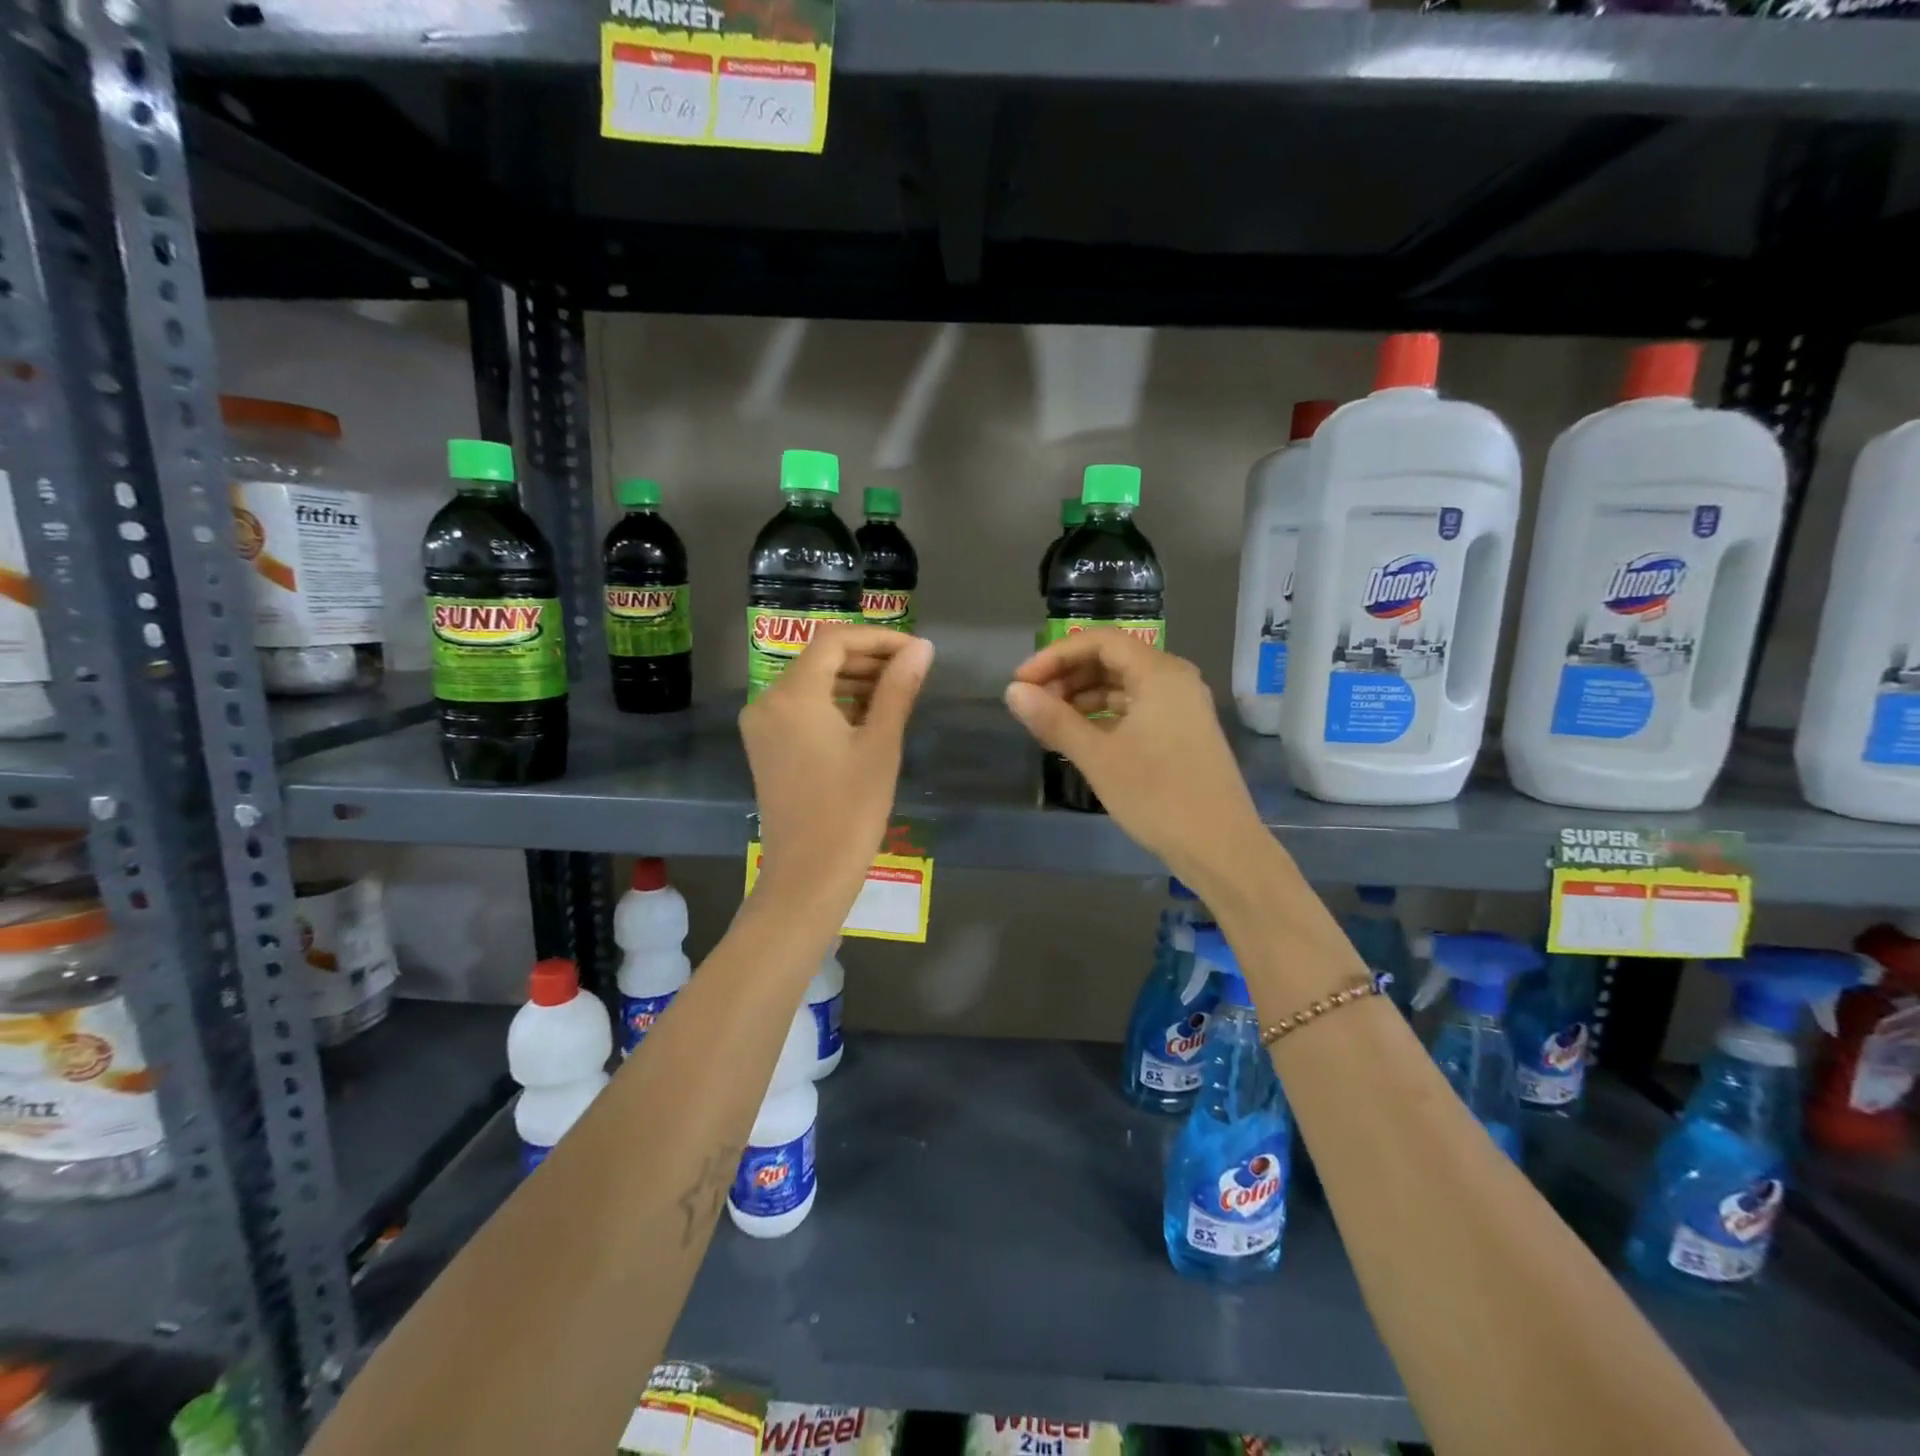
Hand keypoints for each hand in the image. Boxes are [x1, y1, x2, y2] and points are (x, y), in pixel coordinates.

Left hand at [740, 626, 932, 919]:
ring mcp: (762, 726)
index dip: (878, 638)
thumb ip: (898, 688)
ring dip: (852, 680)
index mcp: (793, 695)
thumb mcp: (881, 744)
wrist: (808, 875)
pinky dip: (834, 704)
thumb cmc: (850, 810)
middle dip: (867, 658)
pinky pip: (801, 708)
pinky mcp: (766, 747)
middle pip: (820, 659)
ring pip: (811, 683)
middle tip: (912, 672)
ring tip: (897, 694)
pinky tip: (868, 717)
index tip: (916, 652)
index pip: (835, 641)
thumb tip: (921, 648)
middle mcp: (767, 701)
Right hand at [1004, 630, 1268, 887]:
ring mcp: (1182, 706)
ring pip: (1123, 685)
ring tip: (1049, 723)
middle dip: (1067, 676)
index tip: (1021, 682)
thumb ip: (1054, 720)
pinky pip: (1136, 708)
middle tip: (1032, 703)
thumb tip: (1012, 693)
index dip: (1055, 656)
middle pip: (1112, 659)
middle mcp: (1175, 679)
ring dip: (1083, 697)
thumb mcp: (1098, 758)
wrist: (1220, 847)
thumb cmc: (1157, 796)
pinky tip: (1080, 737)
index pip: (1099, 642)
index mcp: (1159, 673)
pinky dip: (1105, 715)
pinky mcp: (1183, 731)